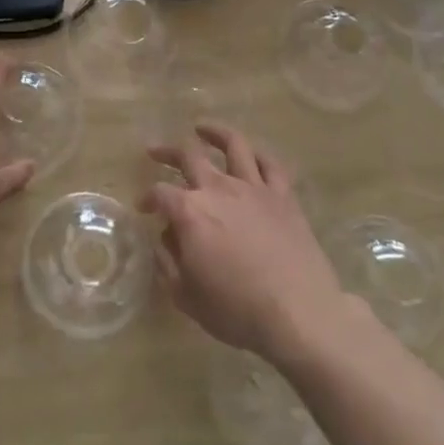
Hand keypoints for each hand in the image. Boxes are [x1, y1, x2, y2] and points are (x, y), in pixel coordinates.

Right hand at [145, 124, 344, 360]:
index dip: (147, 198)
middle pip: (188, 155)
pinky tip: (250, 153)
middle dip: (167, 151)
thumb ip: (168, 263)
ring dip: (213, 133)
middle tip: (155, 151)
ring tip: (201, 129)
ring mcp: (254, 188)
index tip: (144, 208)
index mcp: (190, 212)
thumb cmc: (237, 311)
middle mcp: (219, 189)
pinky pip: (271, 164)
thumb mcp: (186, 296)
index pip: (159, 193)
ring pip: (233, 144)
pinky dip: (258, 154)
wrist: (299, 314)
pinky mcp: (283, 196)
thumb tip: (165, 239)